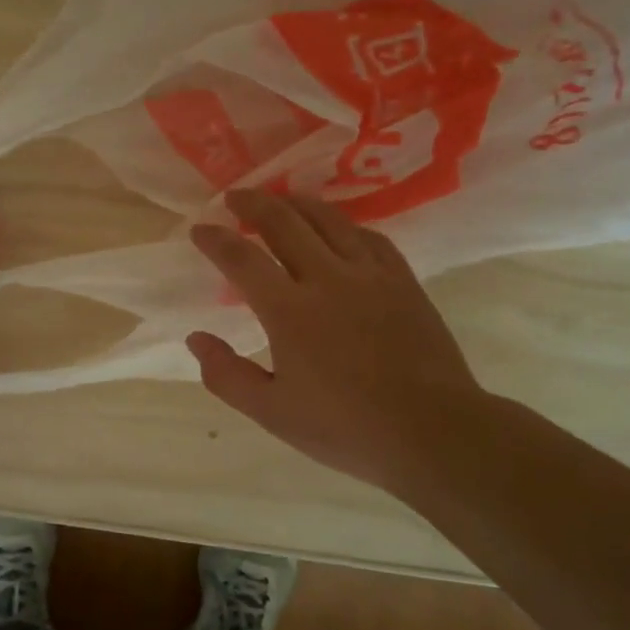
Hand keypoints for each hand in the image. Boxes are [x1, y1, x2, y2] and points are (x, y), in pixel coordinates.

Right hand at [187, 188, 486, 487]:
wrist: (433, 432)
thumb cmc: (346, 428)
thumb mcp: (272, 413)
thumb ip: (227, 374)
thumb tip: (196, 338)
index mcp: (289, 311)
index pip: (242, 259)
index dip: (215, 239)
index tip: (200, 229)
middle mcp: (327, 279)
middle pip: (284, 222)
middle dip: (253, 203)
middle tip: (235, 197)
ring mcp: (369, 275)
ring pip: (328, 219)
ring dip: (297, 203)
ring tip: (280, 199)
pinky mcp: (402, 280)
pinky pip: (369, 236)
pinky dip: (344, 224)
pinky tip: (338, 227)